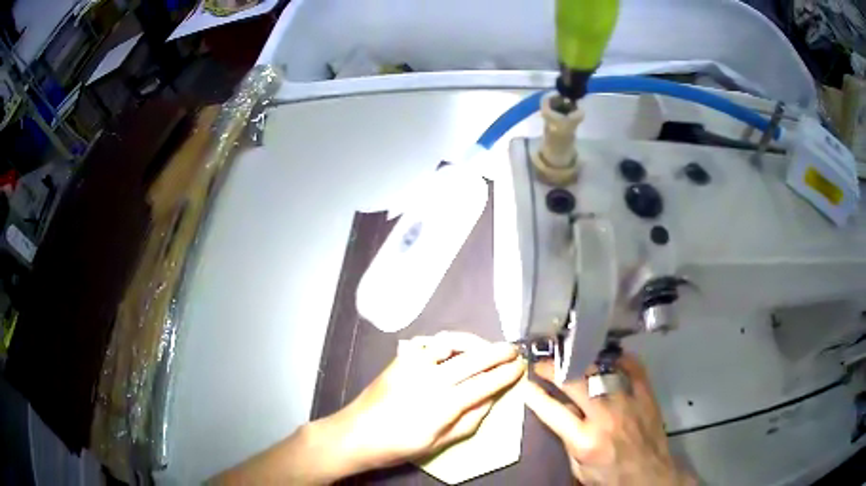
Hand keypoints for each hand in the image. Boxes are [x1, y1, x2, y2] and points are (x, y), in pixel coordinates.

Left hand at [326, 332, 525, 473]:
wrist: (357, 433)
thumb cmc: (400, 445)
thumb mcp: (439, 442)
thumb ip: (470, 420)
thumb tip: (491, 398)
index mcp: (444, 404)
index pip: (485, 383)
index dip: (506, 374)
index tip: (520, 367)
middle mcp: (432, 379)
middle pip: (474, 358)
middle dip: (498, 352)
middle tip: (513, 350)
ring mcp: (414, 365)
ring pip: (453, 344)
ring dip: (475, 342)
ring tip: (487, 346)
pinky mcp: (401, 359)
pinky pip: (430, 343)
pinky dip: (448, 342)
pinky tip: (455, 348)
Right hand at [524, 354, 692, 485]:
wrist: (648, 475)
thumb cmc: (609, 476)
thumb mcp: (579, 467)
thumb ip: (568, 440)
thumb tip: (560, 412)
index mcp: (585, 440)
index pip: (553, 411)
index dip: (536, 394)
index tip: (526, 382)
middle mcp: (605, 417)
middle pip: (575, 383)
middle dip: (554, 370)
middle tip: (543, 364)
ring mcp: (628, 403)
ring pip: (602, 371)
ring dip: (582, 361)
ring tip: (571, 355)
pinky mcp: (646, 396)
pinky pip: (634, 368)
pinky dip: (621, 358)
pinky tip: (609, 355)